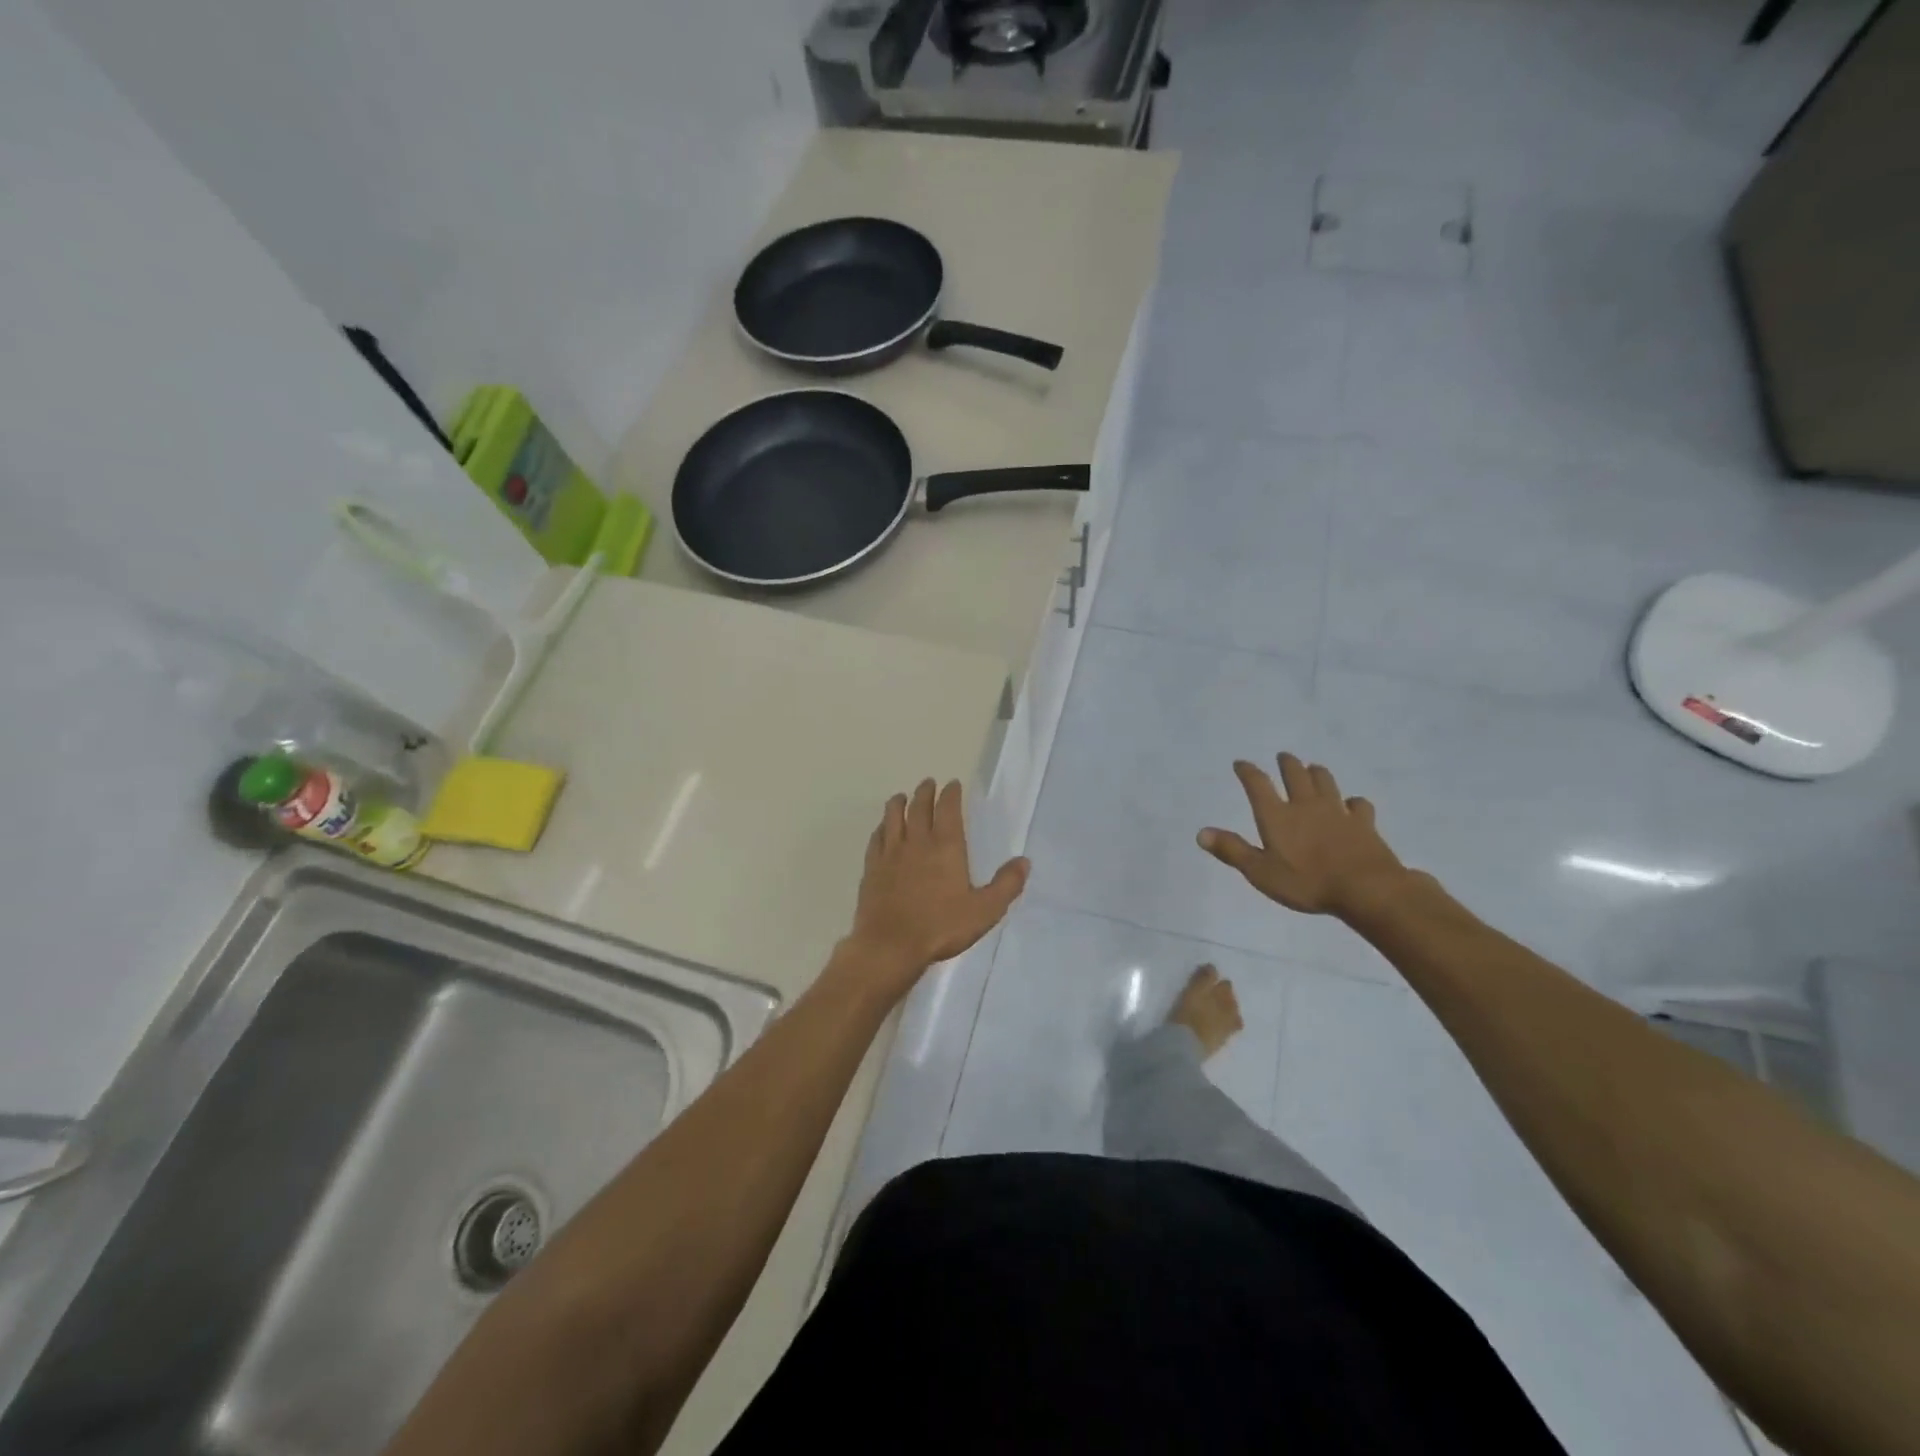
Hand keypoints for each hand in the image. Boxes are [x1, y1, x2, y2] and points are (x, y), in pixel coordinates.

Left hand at [843, 779, 1028, 986]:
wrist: (890, 945)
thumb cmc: (941, 927)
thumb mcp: (985, 910)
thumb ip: (1006, 885)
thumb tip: (1024, 861)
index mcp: (946, 846)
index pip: (948, 809)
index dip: (951, 794)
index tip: (952, 784)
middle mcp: (916, 842)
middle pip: (919, 807)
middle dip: (925, 792)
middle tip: (928, 783)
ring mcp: (890, 853)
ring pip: (893, 817)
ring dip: (898, 803)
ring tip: (901, 796)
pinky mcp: (871, 868)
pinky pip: (875, 839)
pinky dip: (880, 828)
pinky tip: (881, 829)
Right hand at [1198, 754, 1410, 919]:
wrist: (1365, 888)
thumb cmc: (1307, 882)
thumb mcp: (1260, 872)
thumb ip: (1232, 850)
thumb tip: (1201, 833)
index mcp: (1277, 816)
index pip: (1258, 785)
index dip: (1248, 771)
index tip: (1241, 763)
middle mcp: (1306, 806)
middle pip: (1296, 775)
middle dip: (1287, 764)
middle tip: (1283, 757)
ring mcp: (1337, 812)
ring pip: (1326, 782)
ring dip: (1317, 773)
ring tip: (1313, 769)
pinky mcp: (1363, 823)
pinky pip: (1358, 805)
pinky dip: (1353, 802)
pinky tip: (1352, 804)